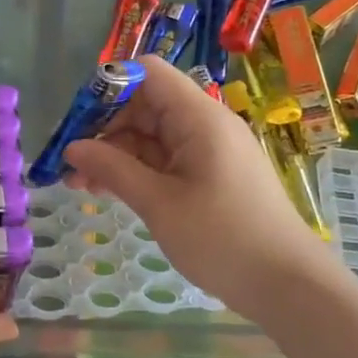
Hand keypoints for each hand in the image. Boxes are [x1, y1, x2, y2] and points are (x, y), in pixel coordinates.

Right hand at [65, 57, 337, 314]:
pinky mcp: (210, 176)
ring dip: (115, 155)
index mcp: (199, 117)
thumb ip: (113, 169)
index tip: (77, 122)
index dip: (109, 86)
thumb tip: (72, 148)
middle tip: (70, 165)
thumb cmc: (222, 238)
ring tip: (80, 186)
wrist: (287, 284)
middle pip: (145, 105)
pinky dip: (136, 171)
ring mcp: (209, 151)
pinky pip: (165, 160)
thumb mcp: (159, 203)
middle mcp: (205, 124)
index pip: (148, 73)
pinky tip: (109, 192)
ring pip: (151, 137)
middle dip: (104, 129)